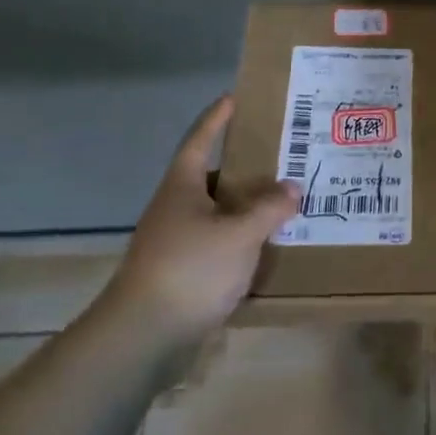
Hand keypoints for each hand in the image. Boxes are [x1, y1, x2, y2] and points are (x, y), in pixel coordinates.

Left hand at [104, 96, 298, 335]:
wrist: (143, 337)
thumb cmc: (190, 269)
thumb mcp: (239, 234)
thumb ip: (269, 208)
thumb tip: (291, 187)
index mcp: (182, 187)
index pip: (200, 140)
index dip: (217, 118)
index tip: (234, 97)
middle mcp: (175, 208)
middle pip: (211, 176)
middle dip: (244, 165)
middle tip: (280, 154)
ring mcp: (175, 241)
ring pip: (217, 212)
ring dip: (245, 205)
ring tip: (282, 199)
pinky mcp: (182, 272)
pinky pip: (218, 242)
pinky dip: (241, 236)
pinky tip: (266, 243)